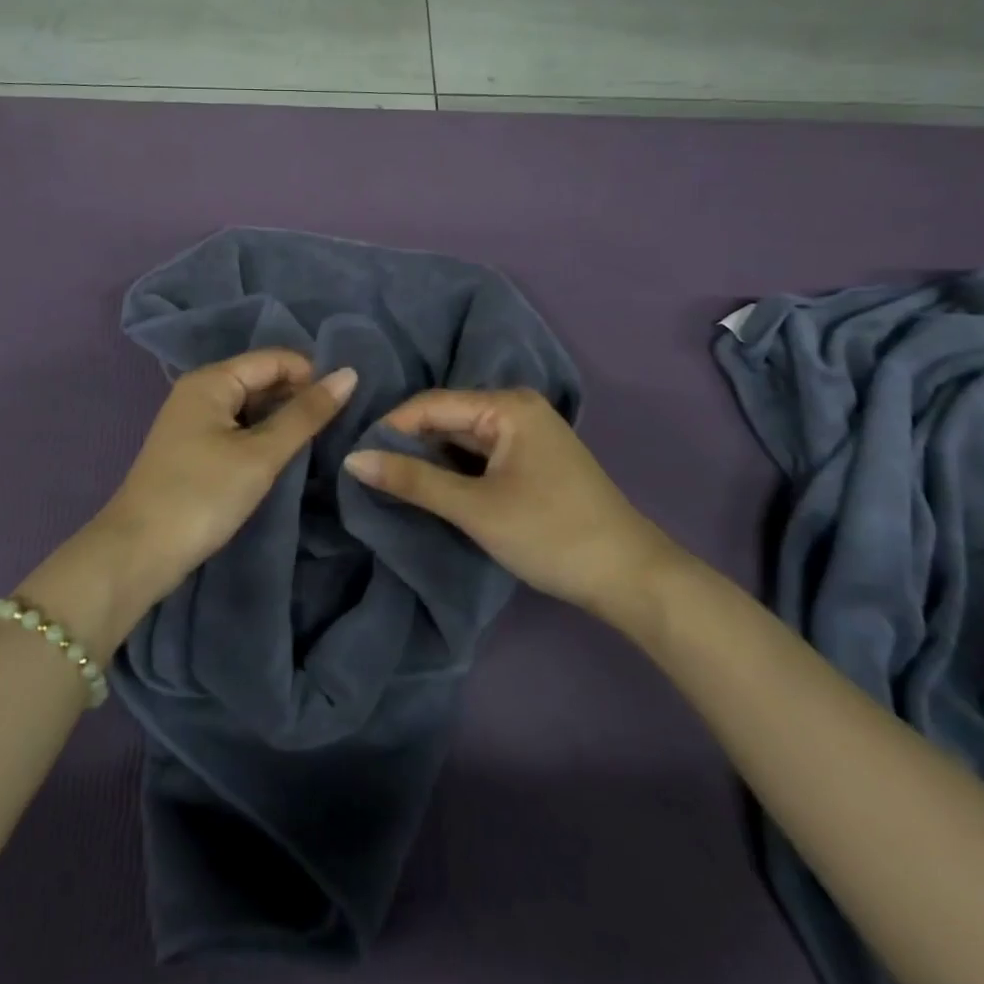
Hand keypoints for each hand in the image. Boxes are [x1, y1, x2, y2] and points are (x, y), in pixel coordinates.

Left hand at [91, 350, 358, 616]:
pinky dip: (262, 437)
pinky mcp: (193, 449)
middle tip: (339, 426)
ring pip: (250, 406)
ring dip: (282, 420)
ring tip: (319, 441)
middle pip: (261, 379)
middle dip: (298, 397)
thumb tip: (349, 374)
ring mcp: (193, 420)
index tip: (346, 405)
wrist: (138, 553)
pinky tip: (284, 456)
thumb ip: (305, 414)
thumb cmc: (203, 495)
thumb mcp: (261, 454)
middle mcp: (199, 390)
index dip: (312, 375)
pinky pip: (237, 428)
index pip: (275, 359)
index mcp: (211, 379)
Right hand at [344, 389, 689, 630]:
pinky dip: (452, 470)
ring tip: (387, 480)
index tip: (353, 457)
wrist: (630, 578)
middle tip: (365, 471)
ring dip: (428, 459)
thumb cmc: (550, 534)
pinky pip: (478, 454)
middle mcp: (516, 408)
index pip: (430, 404)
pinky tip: (428, 488)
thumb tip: (353, 460)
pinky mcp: (530, 460)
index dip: (389, 428)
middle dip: (407, 444)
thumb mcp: (475, 508)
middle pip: (445, 418)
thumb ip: (413, 481)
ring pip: (460, 438)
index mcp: (506, 405)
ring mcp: (526, 434)